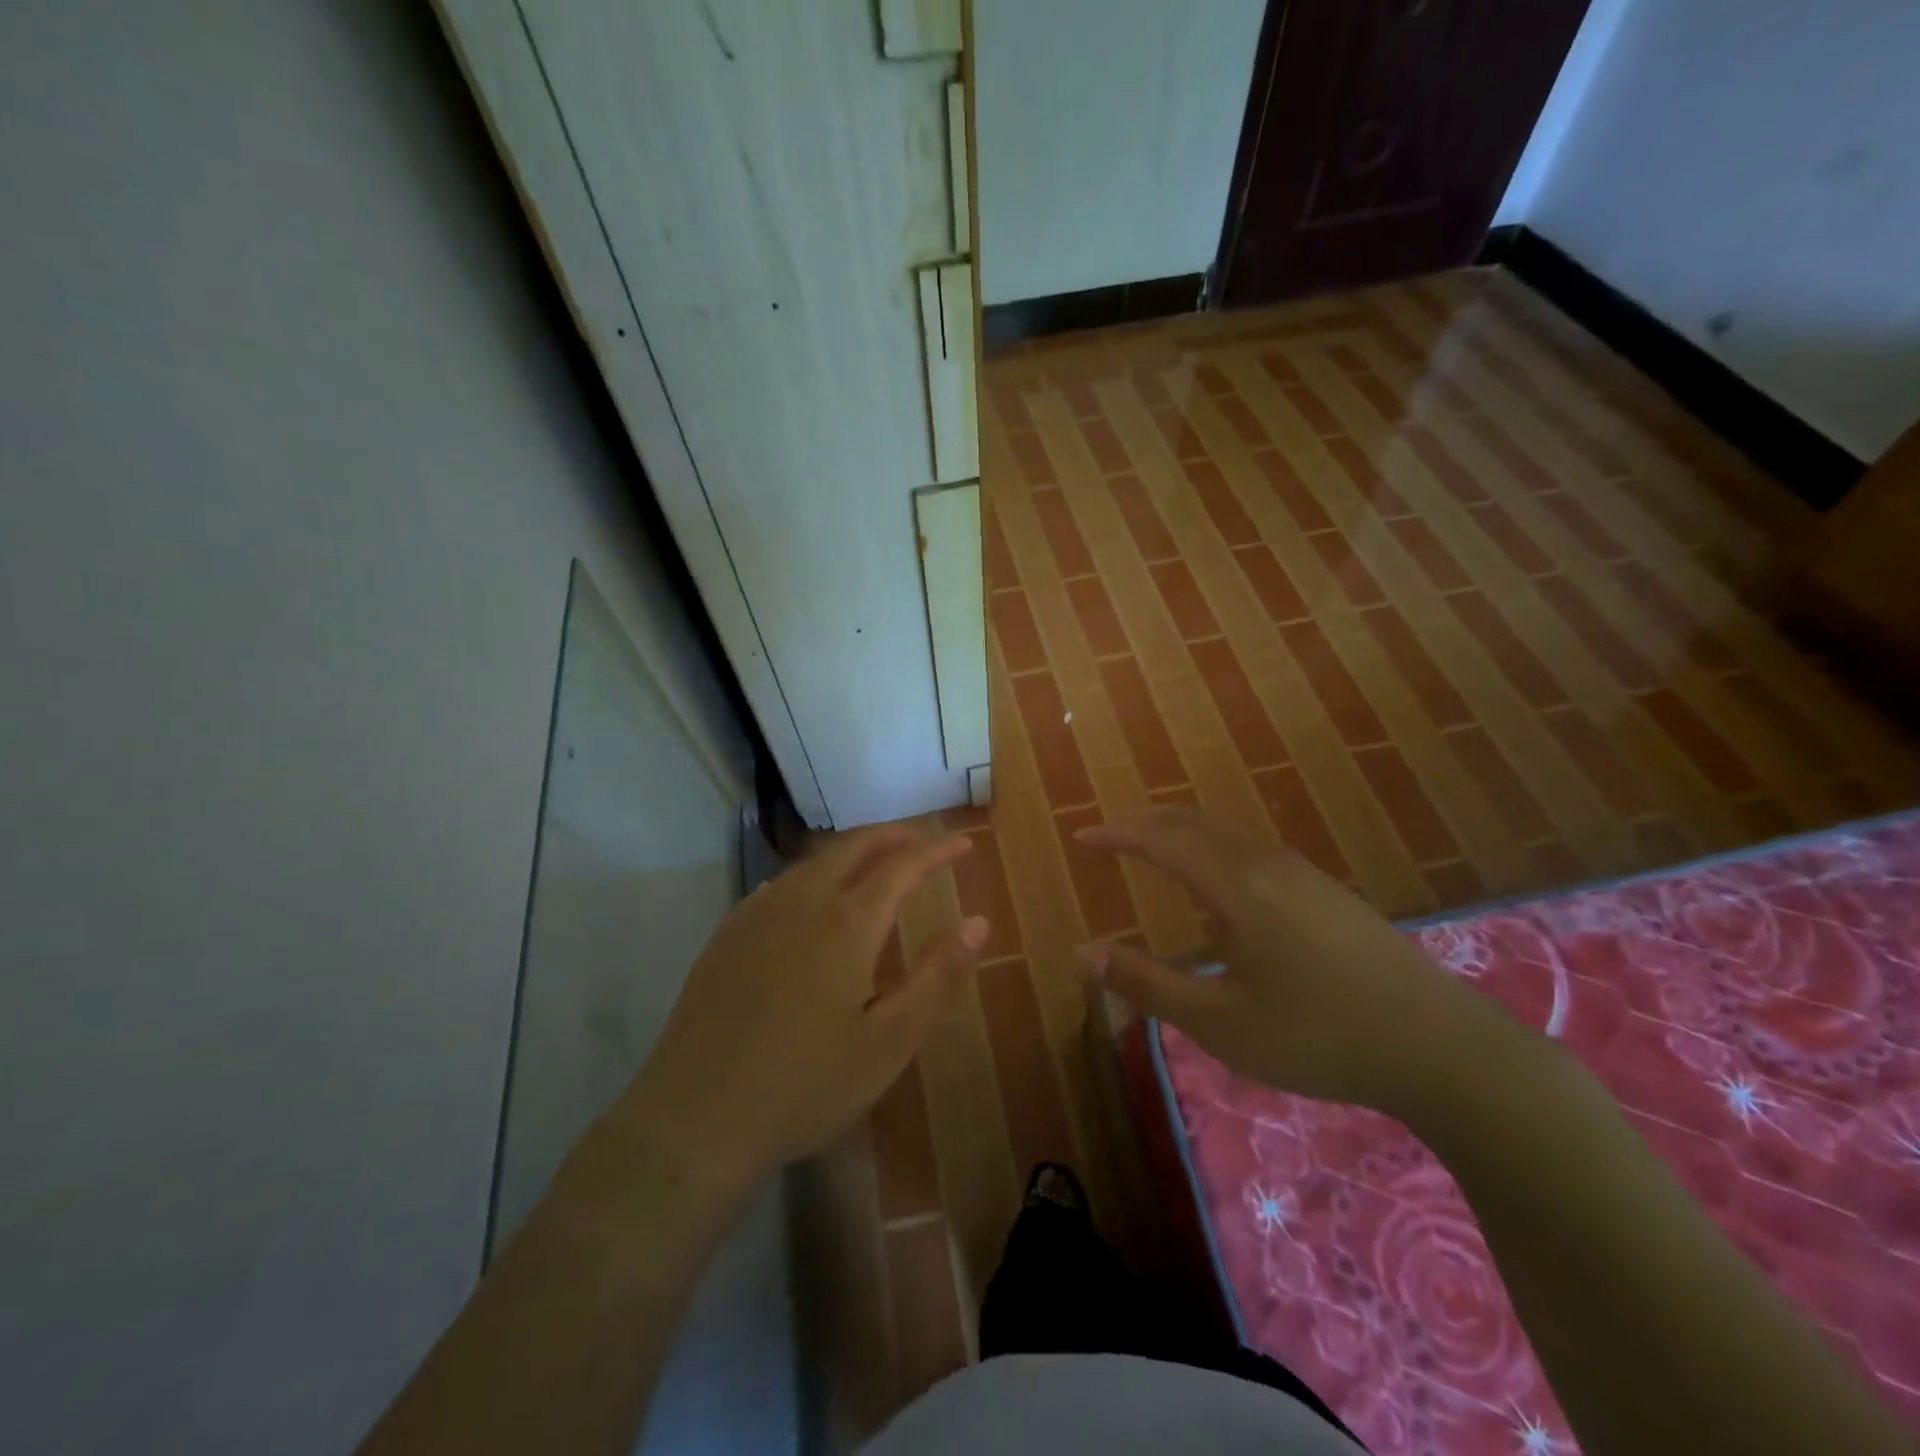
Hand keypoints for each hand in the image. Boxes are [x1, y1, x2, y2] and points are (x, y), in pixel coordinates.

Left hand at [618, 825, 986, 1180]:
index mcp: (847, 923)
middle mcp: (802, 902)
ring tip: (874, 864)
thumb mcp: (889, 1040)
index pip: (902, 864)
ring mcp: (757, 915)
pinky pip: (779, 884)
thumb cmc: (807, 1084)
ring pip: (812, 861)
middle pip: (853, 845)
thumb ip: (936, 975)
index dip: (937, 850)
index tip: (964, 845)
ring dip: (851, 852)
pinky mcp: (726, 935)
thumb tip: (977, 923)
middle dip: (893, 835)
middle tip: (922, 841)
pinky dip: (811, 875)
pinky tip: (810, 898)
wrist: (695, 1118)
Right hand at [1077, 808, 1517, 1117]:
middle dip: (1144, 825)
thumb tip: (1082, 954)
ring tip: (1152, 857)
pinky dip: (1213, 854)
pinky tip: (1217, 894)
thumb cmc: (1319, 1037)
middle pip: (1193, 824)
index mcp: (1237, 887)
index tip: (1082, 837)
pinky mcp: (1326, 892)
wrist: (1443, 1048)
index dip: (1117, 835)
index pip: (1162, 841)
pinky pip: (1251, 853)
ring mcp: (1303, 874)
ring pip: (1226, 836)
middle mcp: (1267, 864)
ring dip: (1181, 837)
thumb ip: (1148, 984)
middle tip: (1108, 838)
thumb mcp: (1221, 1022)